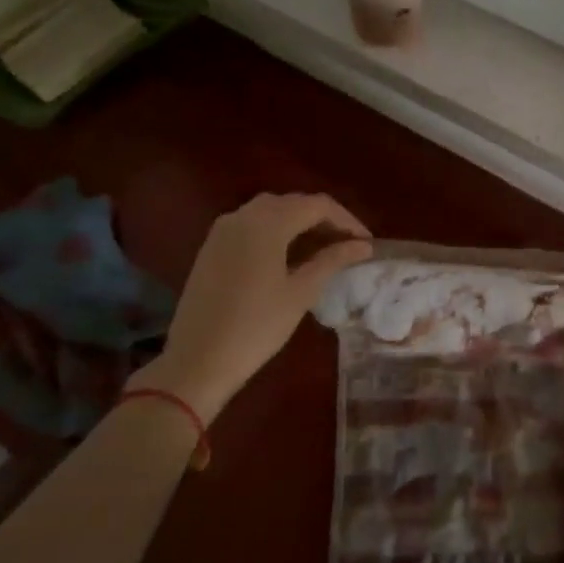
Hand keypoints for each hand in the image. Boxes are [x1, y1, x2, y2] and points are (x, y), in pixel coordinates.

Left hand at [131, 194, 371, 422]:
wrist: (197, 359)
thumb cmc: (256, 327)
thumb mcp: (300, 293)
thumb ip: (332, 261)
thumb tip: (362, 246)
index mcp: (267, 223)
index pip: (317, 205)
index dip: (347, 220)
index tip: (366, 243)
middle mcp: (243, 216)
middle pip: (293, 203)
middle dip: (324, 219)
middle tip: (348, 246)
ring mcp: (223, 230)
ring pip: (271, 211)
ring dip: (300, 223)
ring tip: (323, 250)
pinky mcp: (212, 247)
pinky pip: (251, 225)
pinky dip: (276, 231)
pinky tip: (290, 256)